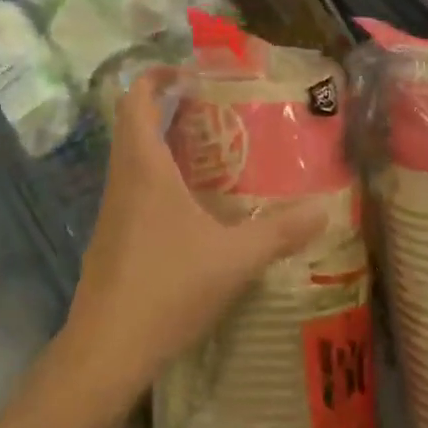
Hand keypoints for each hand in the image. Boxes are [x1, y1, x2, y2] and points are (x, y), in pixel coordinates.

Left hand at [61, 67, 327, 406]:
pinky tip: (189, 205)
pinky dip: (156, 176)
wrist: (104, 354)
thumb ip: (278, 233)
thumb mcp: (232, 259)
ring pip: (131, 155)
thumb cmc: (166, 289)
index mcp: (144, 165)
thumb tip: (323, 210)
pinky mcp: (111, 237)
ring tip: (208, 150)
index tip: (190, 72)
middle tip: (209, 108)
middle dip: (165, 105)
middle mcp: (122, 177)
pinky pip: (132, 186)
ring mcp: (112, 209)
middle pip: (133, 121)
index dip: (158, 75)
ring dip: (161, 141)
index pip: (137, 98)